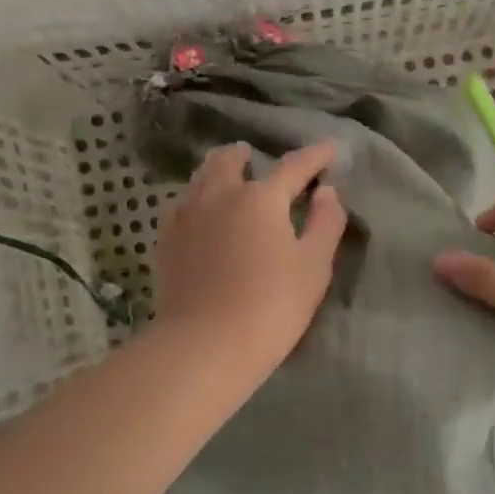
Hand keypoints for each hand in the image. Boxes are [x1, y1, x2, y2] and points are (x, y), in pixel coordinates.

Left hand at [154, 140, 347, 376]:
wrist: (205, 344)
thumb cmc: (271, 306)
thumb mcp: (314, 267)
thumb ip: (325, 224)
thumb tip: (326, 192)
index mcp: (261, 198)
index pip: (293, 167)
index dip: (314, 156)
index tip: (329, 149)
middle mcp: (219, 196)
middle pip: (229, 161)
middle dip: (246, 154)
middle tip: (255, 157)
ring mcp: (186, 217)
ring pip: (200, 178)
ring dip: (217, 171)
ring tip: (226, 177)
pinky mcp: (166, 241)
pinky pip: (181, 205)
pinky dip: (195, 198)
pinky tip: (198, 212)